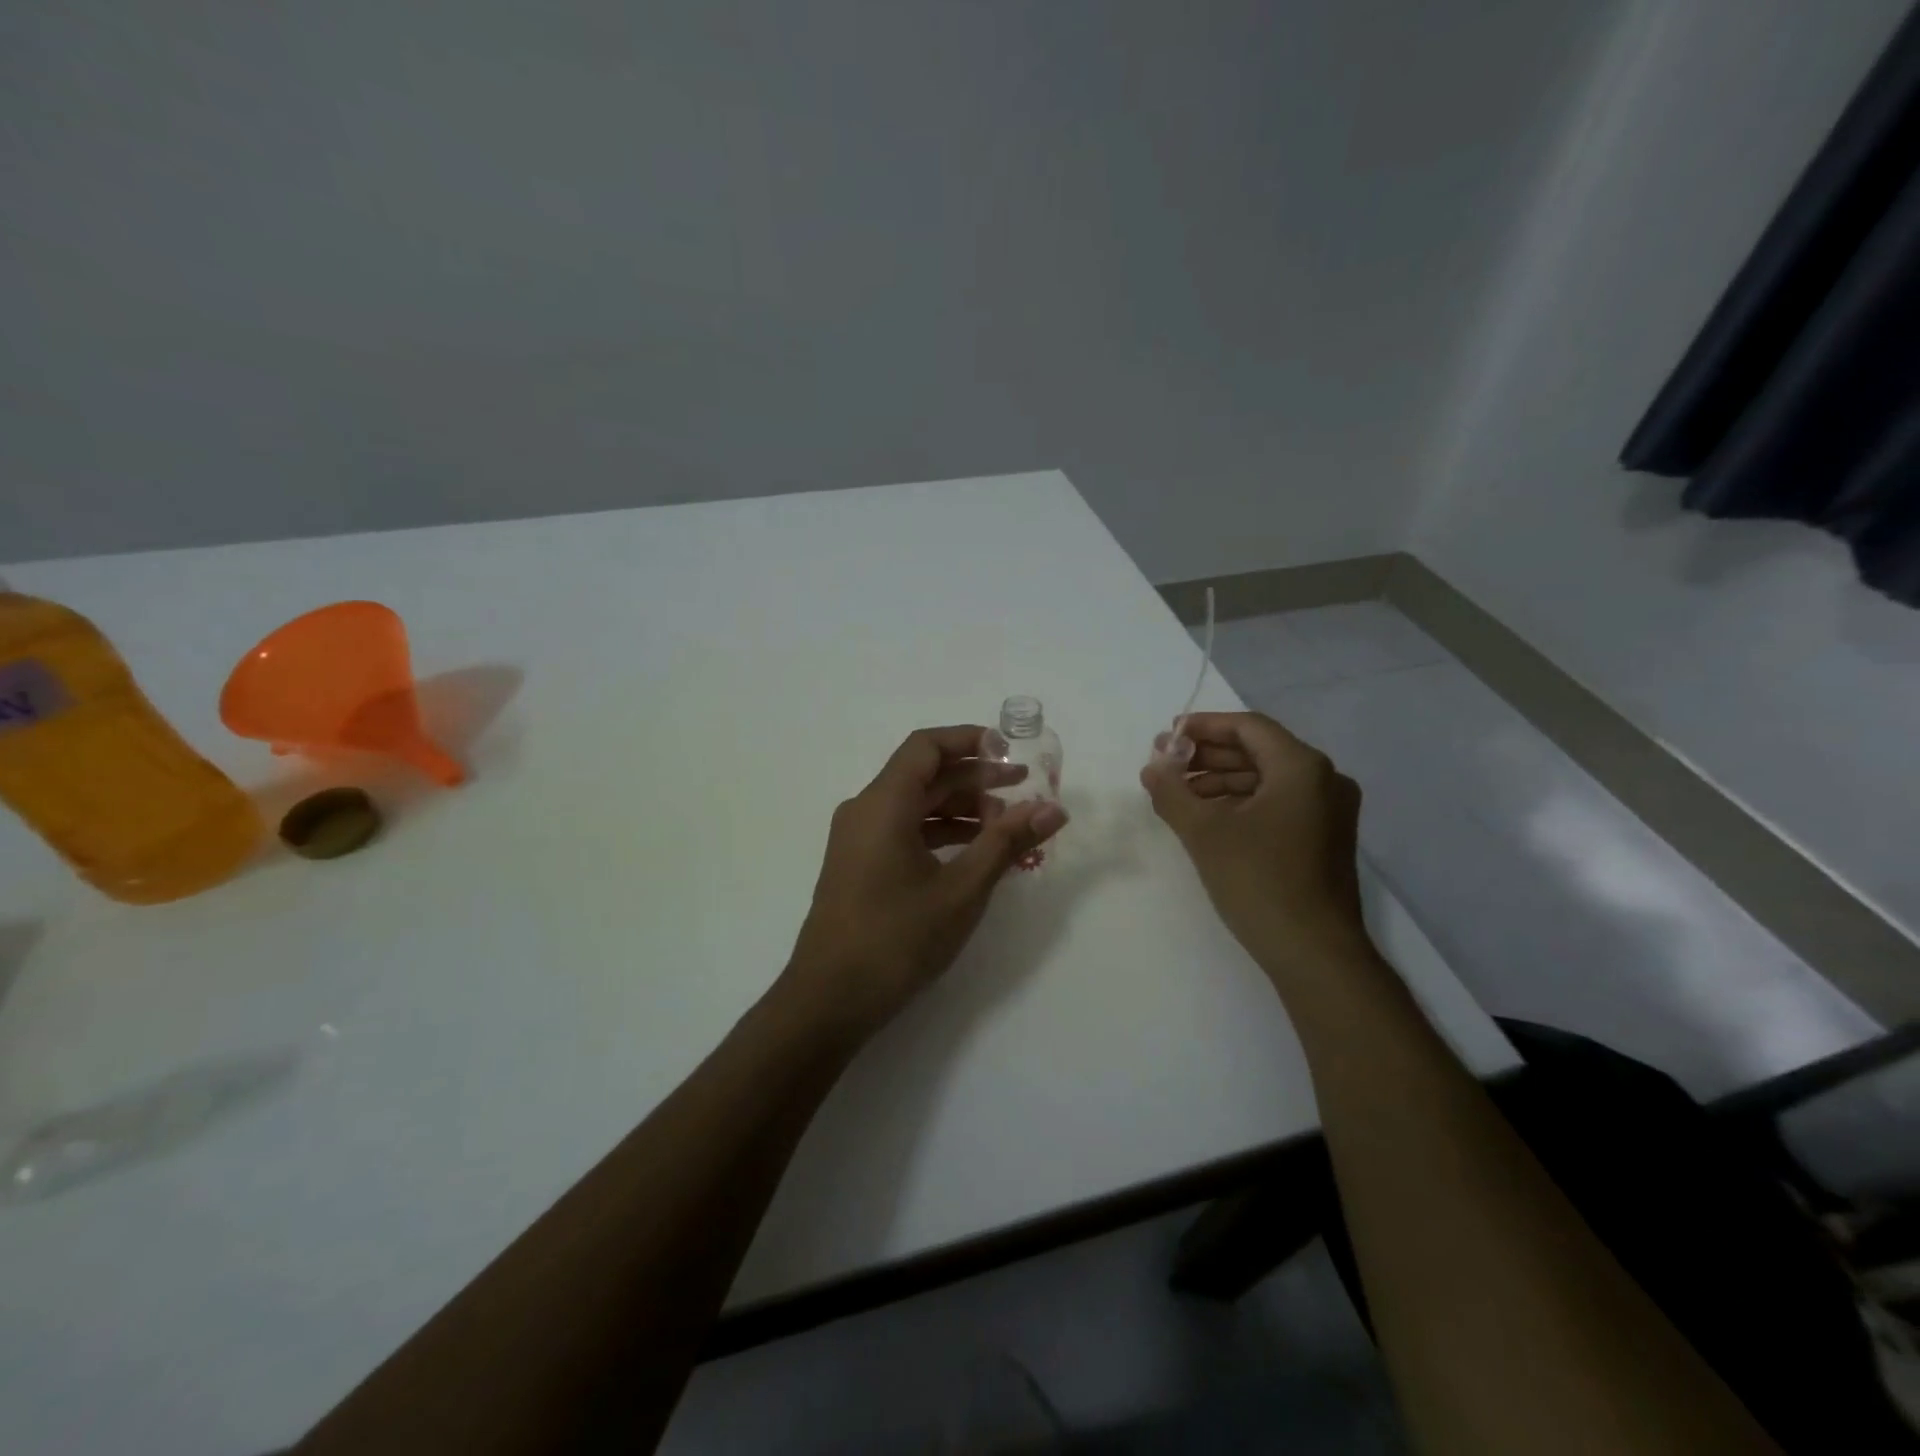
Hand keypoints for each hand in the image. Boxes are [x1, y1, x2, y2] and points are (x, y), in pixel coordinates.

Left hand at [783, 726, 1068, 1034]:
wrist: (829, 1000)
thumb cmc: (897, 938)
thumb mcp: (962, 890)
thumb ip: (1006, 843)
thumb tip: (1053, 809)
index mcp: (883, 803)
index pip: (926, 747)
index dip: (969, 740)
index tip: (1010, 753)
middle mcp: (866, 810)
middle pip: (924, 776)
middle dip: (976, 780)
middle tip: (1024, 794)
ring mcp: (859, 840)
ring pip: (916, 806)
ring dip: (962, 811)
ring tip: (1008, 829)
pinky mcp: (860, 865)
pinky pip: (905, 832)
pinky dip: (941, 835)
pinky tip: (976, 855)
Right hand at [1141, 712, 1369, 979]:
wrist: (1314, 953)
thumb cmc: (1259, 881)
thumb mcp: (1203, 832)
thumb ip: (1171, 791)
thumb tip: (1152, 767)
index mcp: (1302, 767)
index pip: (1248, 727)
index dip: (1204, 726)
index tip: (1168, 736)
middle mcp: (1324, 780)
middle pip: (1258, 750)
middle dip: (1208, 755)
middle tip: (1166, 764)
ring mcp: (1329, 811)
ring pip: (1267, 779)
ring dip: (1221, 780)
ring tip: (1179, 793)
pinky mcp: (1325, 839)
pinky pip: (1278, 803)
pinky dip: (1241, 803)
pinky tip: (1208, 817)